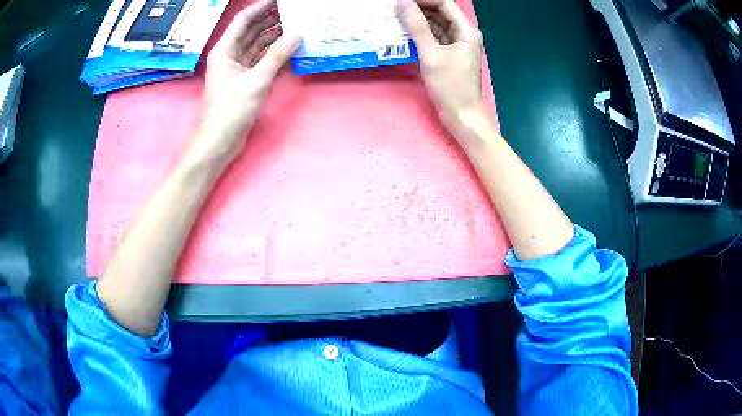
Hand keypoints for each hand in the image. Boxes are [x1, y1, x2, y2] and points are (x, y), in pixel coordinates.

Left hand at [197, 0, 300, 161]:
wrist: (219, 141)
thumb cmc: (232, 110)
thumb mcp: (257, 81)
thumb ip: (278, 56)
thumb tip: (298, 33)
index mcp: (225, 50)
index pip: (244, 20)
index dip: (261, 7)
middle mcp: (229, 55)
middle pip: (251, 30)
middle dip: (271, 19)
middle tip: (294, 11)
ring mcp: (236, 68)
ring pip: (256, 45)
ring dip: (274, 37)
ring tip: (297, 26)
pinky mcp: (243, 80)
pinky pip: (259, 60)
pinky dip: (273, 54)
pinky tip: (289, 49)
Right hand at [396, 0, 484, 135]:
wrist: (462, 116)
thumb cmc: (451, 87)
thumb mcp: (431, 55)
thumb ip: (417, 27)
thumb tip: (403, 3)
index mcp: (466, 31)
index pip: (444, 4)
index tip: (401, 1)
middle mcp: (463, 34)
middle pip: (439, 12)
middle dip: (418, 8)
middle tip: (394, 8)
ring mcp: (456, 44)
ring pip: (435, 24)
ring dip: (417, 20)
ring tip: (394, 16)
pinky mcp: (449, 54)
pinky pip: (434, 37)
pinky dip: (420, 34)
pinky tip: (403, 32)